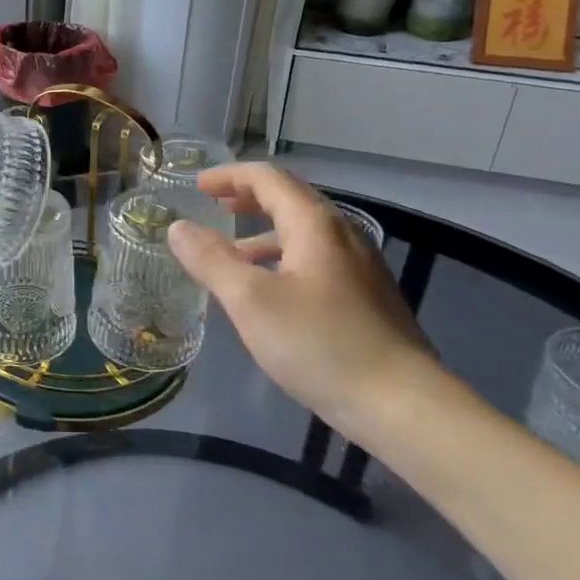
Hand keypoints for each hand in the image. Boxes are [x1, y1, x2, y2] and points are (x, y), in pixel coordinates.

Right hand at [167, 163, 438, 441]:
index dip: (230, 176)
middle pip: (291, 200)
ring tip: (232, 254)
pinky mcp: (366, 297)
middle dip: (248, 198)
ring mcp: (359, 267)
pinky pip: (316, 260)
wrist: (401, 403)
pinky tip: (270, 293)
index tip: (198, 186)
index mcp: (315, 224)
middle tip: (215, 206)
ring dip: (264, 233)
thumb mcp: (251, 301)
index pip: (268, 179)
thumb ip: (211, 260)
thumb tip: (178, 228)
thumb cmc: (319, 343)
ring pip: (304, 234)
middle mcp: (342, 234)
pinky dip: (283, 259)